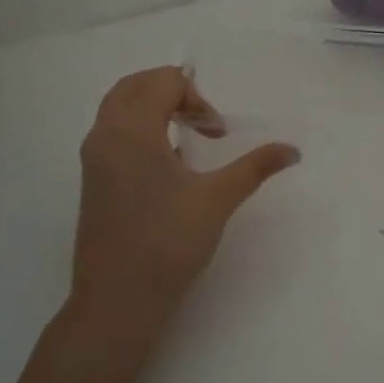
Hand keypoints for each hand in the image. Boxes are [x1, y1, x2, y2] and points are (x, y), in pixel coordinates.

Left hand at [70, 67, 298, 341]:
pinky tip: (164, 166)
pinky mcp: (91, 181)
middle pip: (135, 85)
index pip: (164, 82)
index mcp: (132, 129)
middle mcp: (105, 134)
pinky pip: (111, 133)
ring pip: (118, 107)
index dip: (198, 100)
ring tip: (184, 138)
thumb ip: (255, 167)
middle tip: (202, 123)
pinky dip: (138, 129)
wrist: (118, 301)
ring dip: (152, 108)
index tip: (217, 135)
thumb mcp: (217, 200)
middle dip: (173, 92)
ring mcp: (92, 159)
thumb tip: (293, 150)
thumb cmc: (168, 243)